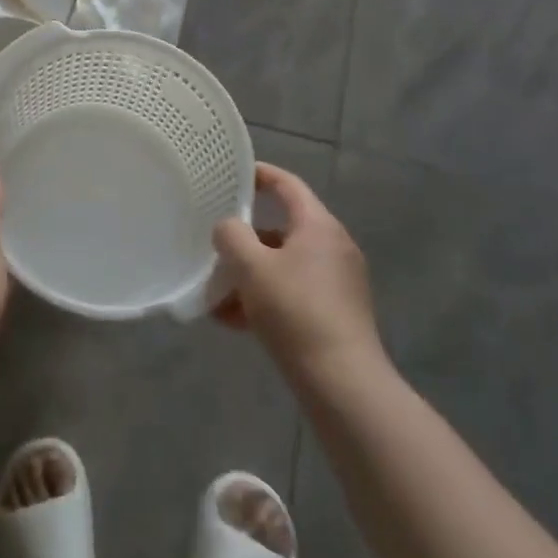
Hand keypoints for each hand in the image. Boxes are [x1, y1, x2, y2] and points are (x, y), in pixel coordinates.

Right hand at [213, 163, 386, 384]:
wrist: (343, 384)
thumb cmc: (296, 311)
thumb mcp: (251, 267)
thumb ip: (232, 236)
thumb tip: (228, 228)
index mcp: (318, 226)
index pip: (287, 185)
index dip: (260, 174)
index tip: (232, 174)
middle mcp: (333, 247)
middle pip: (281, 229)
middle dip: (244, 240)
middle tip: (214, 245)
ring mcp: (337, 282)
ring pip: (283, 265)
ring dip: (249, 275)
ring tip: (214, 295)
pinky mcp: (336, 314)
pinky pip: (292, 293)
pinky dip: (265, 299)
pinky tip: (233, 321)